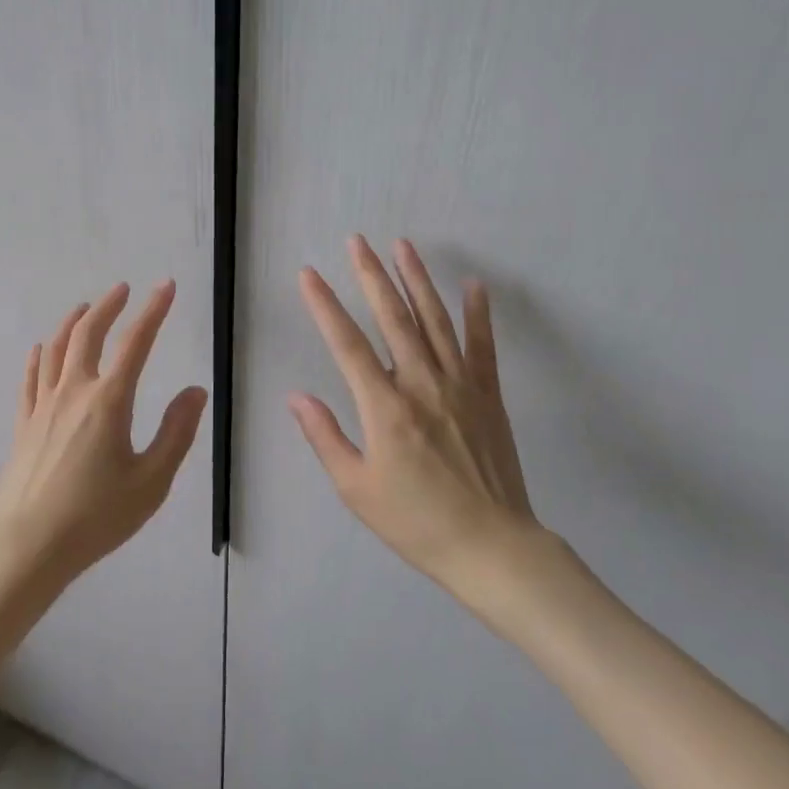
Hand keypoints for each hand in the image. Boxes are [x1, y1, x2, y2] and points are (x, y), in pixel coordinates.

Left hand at [0, 280, 207, 589]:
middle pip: (88, 333)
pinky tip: (40, 350)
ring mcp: (43, 406)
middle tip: (122, 289)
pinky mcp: (24, 424)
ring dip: (72, 322)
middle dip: (107, 305)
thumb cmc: (96, 517)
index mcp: (109, 401)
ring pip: (55, 348)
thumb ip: (176, 433)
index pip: (136, 342)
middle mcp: (74, 391)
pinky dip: (39, 356)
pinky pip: (31, 378)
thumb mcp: (151, 481)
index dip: (153, 310)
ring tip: (84, 308)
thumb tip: (195, 390)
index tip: (165, 286)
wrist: (28, 546)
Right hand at [290, 236, 549, 592]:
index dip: (324, 306)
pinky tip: (474, 285)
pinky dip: (478, 314)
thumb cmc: (416, 521)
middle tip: (357, 241)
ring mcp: (460, 385)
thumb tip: (297, 396)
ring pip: (434, 321)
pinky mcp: (488, 394)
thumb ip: (326, 437)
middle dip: (372, 276)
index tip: (309, 274)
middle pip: (393, 318)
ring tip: (403, 246)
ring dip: (417, 280)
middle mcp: (421, 384)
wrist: (491, 547)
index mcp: (385, 407)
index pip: (346, 344)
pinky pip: (482, 345)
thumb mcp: (357, 488)